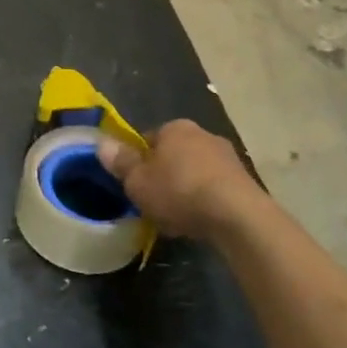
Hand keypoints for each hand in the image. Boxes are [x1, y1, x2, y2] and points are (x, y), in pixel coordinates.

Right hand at [96, 120, 262, 236]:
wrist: (237, 216)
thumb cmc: (178, 191)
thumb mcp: (137, 181)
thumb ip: (120, 162)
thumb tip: (101, 143)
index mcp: (174, 127)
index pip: (148, 138)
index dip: (138, 160)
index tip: (134, 182)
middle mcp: (203, 133)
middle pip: (173, 153)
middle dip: (164, 173)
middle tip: (153, 199)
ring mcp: (228, 156)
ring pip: (196, 170)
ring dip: (186, 187)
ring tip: (177, 214)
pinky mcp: (245, 180)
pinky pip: (215, 187)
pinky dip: (206, 199)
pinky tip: (199, 219)